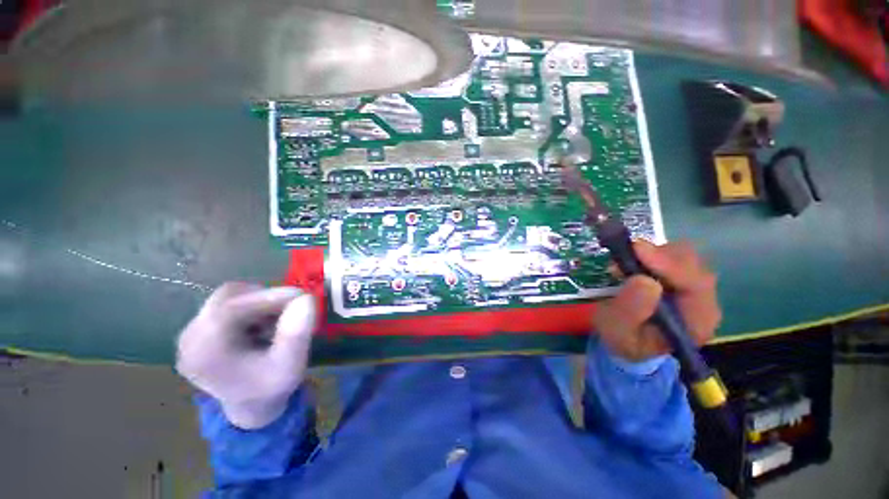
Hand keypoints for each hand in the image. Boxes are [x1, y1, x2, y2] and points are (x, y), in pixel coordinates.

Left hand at [176, 283, 316, 428]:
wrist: (251, 406)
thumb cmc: (271, 388)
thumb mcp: (290, 365)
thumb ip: (296, 333)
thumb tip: (306, 298)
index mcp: (205, 353)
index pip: (231, 308)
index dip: (268, 297)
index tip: (301, 295)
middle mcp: (189, 340)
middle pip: (227, 298)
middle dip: (264, 299)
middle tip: (291, 308)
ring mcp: (191, 334)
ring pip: (229, 298)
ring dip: (259, 303)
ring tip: (277, 321)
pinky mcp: (199, 331)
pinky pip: (227, 305)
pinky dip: (251, 308)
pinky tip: (264, 325)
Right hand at [596, 241, 720, 361]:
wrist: (623, 338)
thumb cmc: (622, 338)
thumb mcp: (617, 331)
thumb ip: (630, 310)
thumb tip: (645, 280)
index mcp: (696, 323)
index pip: (696, 286)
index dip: (670, 265)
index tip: (638, 250)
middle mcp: (702, 301)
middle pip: (692, 264)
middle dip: (657, 256)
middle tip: (625, 256)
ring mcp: (692, 286)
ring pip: (682, 254)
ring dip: (651, 254)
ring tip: (624, 265)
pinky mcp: (679, 275)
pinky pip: (670, 254)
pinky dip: (649, 253)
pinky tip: (632, 263)